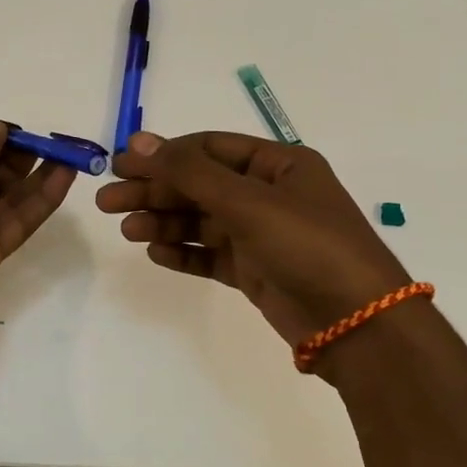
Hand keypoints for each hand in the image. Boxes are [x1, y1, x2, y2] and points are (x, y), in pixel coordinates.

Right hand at [94, 130, 415, 361]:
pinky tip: (155, 253)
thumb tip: (137, 141)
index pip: (209, 149)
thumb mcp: (247, 201)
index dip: (164, 154)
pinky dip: (183, 252)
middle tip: (107, 201)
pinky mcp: (255, 270)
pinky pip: (209, 254)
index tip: (121, 164)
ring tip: (127, 231)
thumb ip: (188, 172)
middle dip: (154, 191)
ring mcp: (261, 234)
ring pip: (200, 221)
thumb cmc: (308, 246)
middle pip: (198, 185)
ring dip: (163, 222)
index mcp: (278, 165)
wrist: (359, 326)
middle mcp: (269, 194)